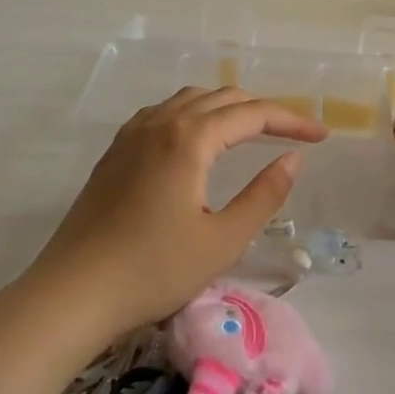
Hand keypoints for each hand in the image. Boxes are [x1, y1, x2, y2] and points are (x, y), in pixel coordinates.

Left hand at [30, 88, 326, 334]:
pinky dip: (195, 114)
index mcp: (189, 139)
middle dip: (264, 110)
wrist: (72, 294)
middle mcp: (160, 123)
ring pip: (191, 100)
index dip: (292, 121)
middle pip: (222, 98)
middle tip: (295, 133)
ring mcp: (132, 135)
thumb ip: (265, 195)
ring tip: (253, 130)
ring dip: (228, 108)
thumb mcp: (223, 240)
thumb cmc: (153, 271)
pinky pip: (164, 113)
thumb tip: (293, 158)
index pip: (252, 114)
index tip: (322, 135)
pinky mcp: (115, 152)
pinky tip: (200, 139)